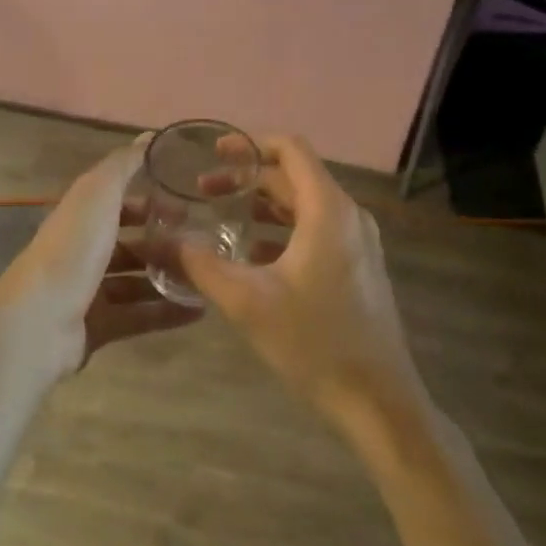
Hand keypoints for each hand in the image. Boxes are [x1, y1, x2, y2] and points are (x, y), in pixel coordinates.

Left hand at [0, 138, 201, 383]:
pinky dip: (166, 312)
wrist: (40, 322)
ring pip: (136, 281)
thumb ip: (124, 165)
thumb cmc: (72, 249)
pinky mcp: (97, 327)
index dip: (149, 201)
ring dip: (169, 277)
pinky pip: (138, 316)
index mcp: (79, 216)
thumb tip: (149, 135)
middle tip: (203, 245)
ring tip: (208, 278)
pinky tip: (199, 310)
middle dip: (164, 242)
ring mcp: (87, 291)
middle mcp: (81, 251)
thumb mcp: (99, 194)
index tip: (186, 205)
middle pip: (129, 243)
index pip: (117, 202)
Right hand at [181, 135, 426, 436]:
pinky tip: (251, 255)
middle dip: (248, 177)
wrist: (379, 402)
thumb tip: (165, 241)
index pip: (291, 150)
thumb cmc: (315, 343)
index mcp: (328, 211)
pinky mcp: (358, 267)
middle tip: (204, 189)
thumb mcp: (248, 303)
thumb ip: (202, 265)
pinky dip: (281, 229)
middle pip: (295, 176)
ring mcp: (358, 243)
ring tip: (222, 216)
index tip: (214, 152)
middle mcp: (348, 216)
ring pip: (305, 205)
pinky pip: (316, 230)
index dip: (250, 143)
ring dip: (263, 204)